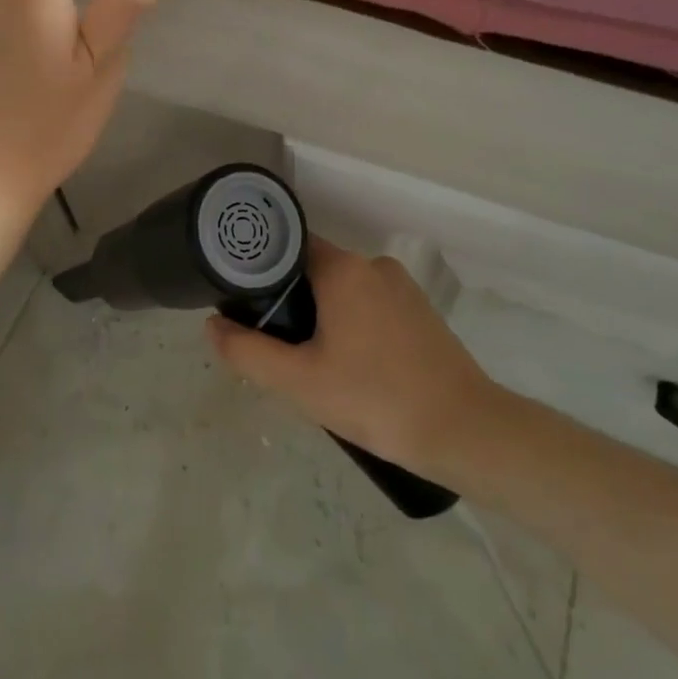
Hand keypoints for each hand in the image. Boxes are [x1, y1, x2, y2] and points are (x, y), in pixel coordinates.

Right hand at [206, 237, 496, 475]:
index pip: (288, 248)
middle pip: (315, 270)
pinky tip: (353, 368)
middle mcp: (373, 265)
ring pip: (344, 291)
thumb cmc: (376, 399)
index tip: (246, 303)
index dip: (262, 271)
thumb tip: (212, 325)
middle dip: (292, 303)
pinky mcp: (421, 311)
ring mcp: (402, 287)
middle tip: (278, 346)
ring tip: (314, 363)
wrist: (465, 431)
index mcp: (344, 269)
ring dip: (324, 317)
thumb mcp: (300, 383)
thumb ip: (248, 352)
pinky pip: (371, 305)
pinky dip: (353, 325)